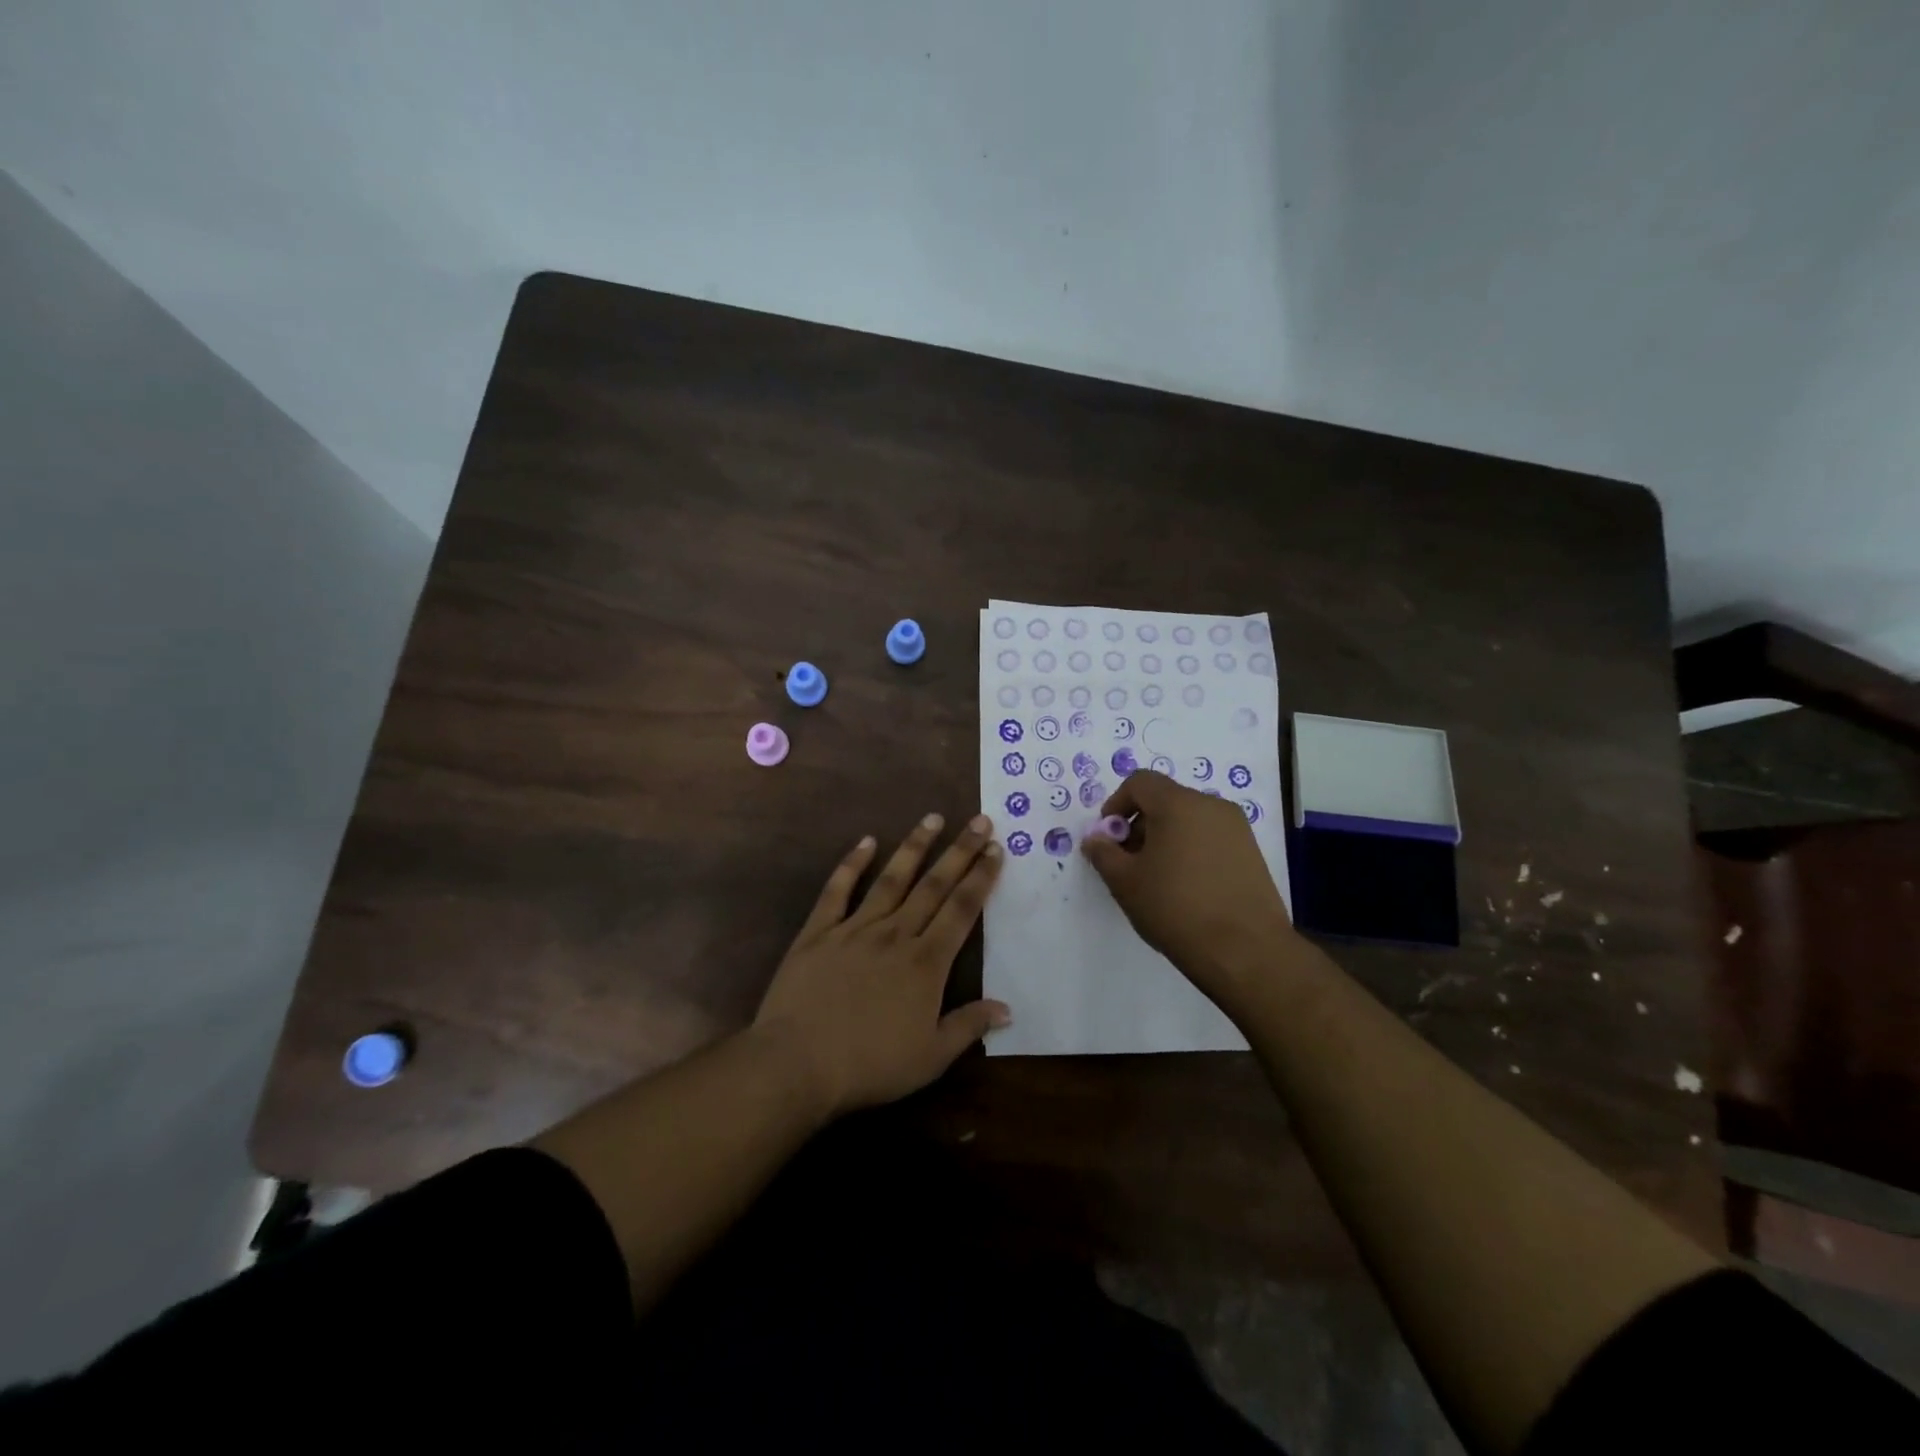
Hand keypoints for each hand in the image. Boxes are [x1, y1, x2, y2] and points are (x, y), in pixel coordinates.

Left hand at [754, 813, 1009, 1117]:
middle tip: (979, 821)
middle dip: (960, 851)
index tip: (996, 850)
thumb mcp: (931, 1057)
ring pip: (892, 879)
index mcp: (926, 962)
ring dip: (914, 846)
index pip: (961, 910)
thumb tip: (1007, 1008)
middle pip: (934, 885)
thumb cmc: (870, 1065)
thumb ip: (969, 1026)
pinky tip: (865, 841)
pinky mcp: (818, 932)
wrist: (798, 1064)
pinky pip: (837, 890)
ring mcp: (855, 928)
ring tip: (932, 818)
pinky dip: (851, 864)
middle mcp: (895, 934)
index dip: (981, 878)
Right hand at [1079, 770, 1296, 1005]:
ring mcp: (1237, 829)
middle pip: (1165, 799)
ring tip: (1157, 878)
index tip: (1109, 838)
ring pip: (1189, 819)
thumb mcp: (1125, 882)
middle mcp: (1211, 806)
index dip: (1116, 804)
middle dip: (1140, 824)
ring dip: (1165, 838)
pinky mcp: (1252, 853)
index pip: (1140, 782)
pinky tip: (1186, 888)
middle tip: (1128, 862)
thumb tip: (1096, 839)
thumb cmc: (1176, 908)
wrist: (1245, 951)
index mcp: (1179, 803)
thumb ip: (1103, 853)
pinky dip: (1191, 850)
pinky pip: (1210, 838)